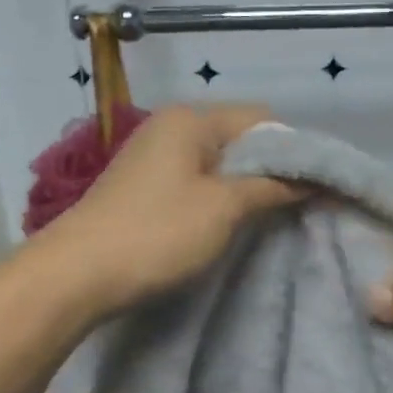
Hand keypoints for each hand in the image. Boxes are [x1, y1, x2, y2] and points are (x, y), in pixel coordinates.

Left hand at [38, 104, 302, 315]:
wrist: (77, 274)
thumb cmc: (158, 233)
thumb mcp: (224, 208)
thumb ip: (272, 187)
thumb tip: (313, 180)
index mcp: (192, 119)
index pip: (262, 118)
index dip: (294, 149)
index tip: (316, 187)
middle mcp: (171, 127)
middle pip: (239, 139)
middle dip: (271, 169)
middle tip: (297, 207)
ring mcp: (154, 156)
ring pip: (218, 163)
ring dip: (245, 187)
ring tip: (268, 220)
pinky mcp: (144, 186)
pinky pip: (196, 182)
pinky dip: (218, 198)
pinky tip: (230, 225)